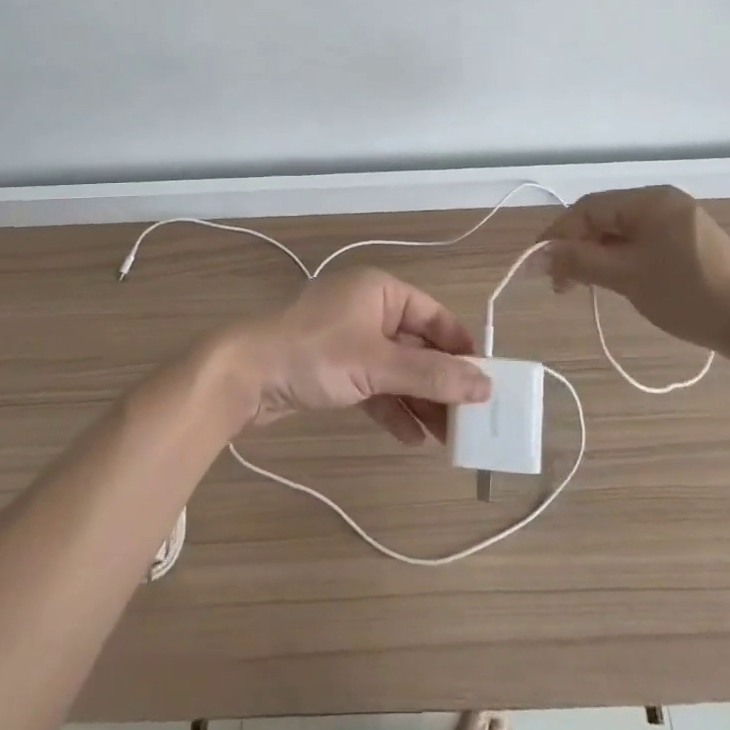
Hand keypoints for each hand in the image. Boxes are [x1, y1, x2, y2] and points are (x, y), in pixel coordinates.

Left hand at [222, 269, 491, 443]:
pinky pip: (374, 386)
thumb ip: (432, 375)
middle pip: (418, 347)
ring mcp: (349, 340)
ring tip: (448, 438)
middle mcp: (369, 309)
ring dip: (420, 401)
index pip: (435, 317)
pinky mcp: (334, 368)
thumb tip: (485, 384)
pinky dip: (392, 408)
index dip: (461, 349)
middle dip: (441, 383)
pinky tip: (412, 437)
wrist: (244, 376)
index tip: (485, 382)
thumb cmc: (315, 354)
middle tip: (469, 420)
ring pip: (397, 370)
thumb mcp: (377, 364)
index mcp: (381, 291)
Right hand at [540, 186, 729, 357]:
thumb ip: (580, 262)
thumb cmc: (690, 295)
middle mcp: (662, 202)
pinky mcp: (688, 243)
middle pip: (603, 218)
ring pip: (621, 232)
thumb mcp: (628, 277)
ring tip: (579, 286)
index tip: (535, 265)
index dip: (557, 234)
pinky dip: (619, 259)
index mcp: (649, 200)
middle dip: (575, 247)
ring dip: (595, 256)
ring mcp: (677, 221)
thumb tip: (536, 255)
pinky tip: (612, 281)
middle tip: (558, 283)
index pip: (588, 208)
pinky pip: (640, 242)